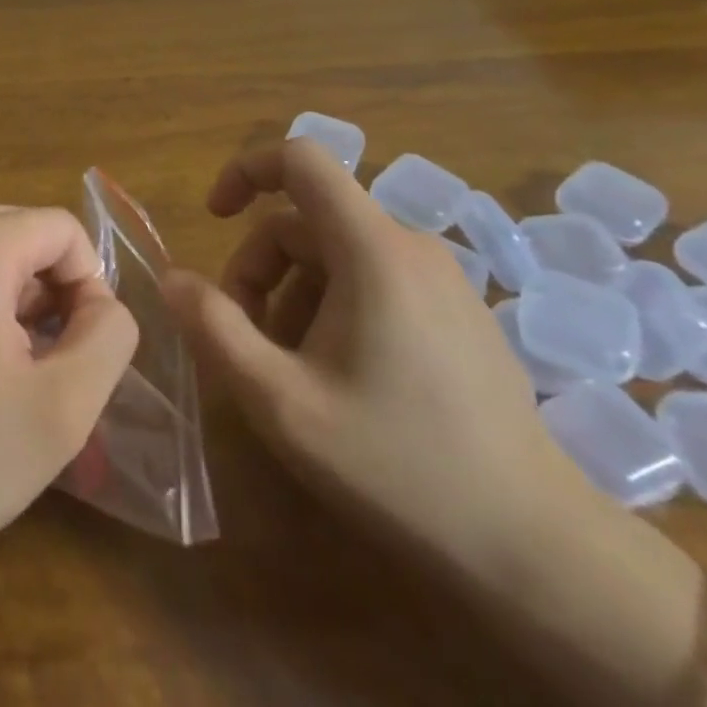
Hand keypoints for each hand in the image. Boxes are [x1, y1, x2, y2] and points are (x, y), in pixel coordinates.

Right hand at [162, 140, 583, 581]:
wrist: (536, 549)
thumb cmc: (397, 464)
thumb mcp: (281, 401)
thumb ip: (216, 330)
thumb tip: (171, 279)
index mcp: (372, 248)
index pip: (301, 158)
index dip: (246, 170)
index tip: (214, 218)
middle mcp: (410, 245)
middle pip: (307, 220)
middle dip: (259, 267)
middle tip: (243, 339)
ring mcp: (442, 279)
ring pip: (337, 255)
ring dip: (293, 295)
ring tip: (289, 370)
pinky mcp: (458, 312)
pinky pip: (374, 280)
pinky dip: (333, 307)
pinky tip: (337, 378)